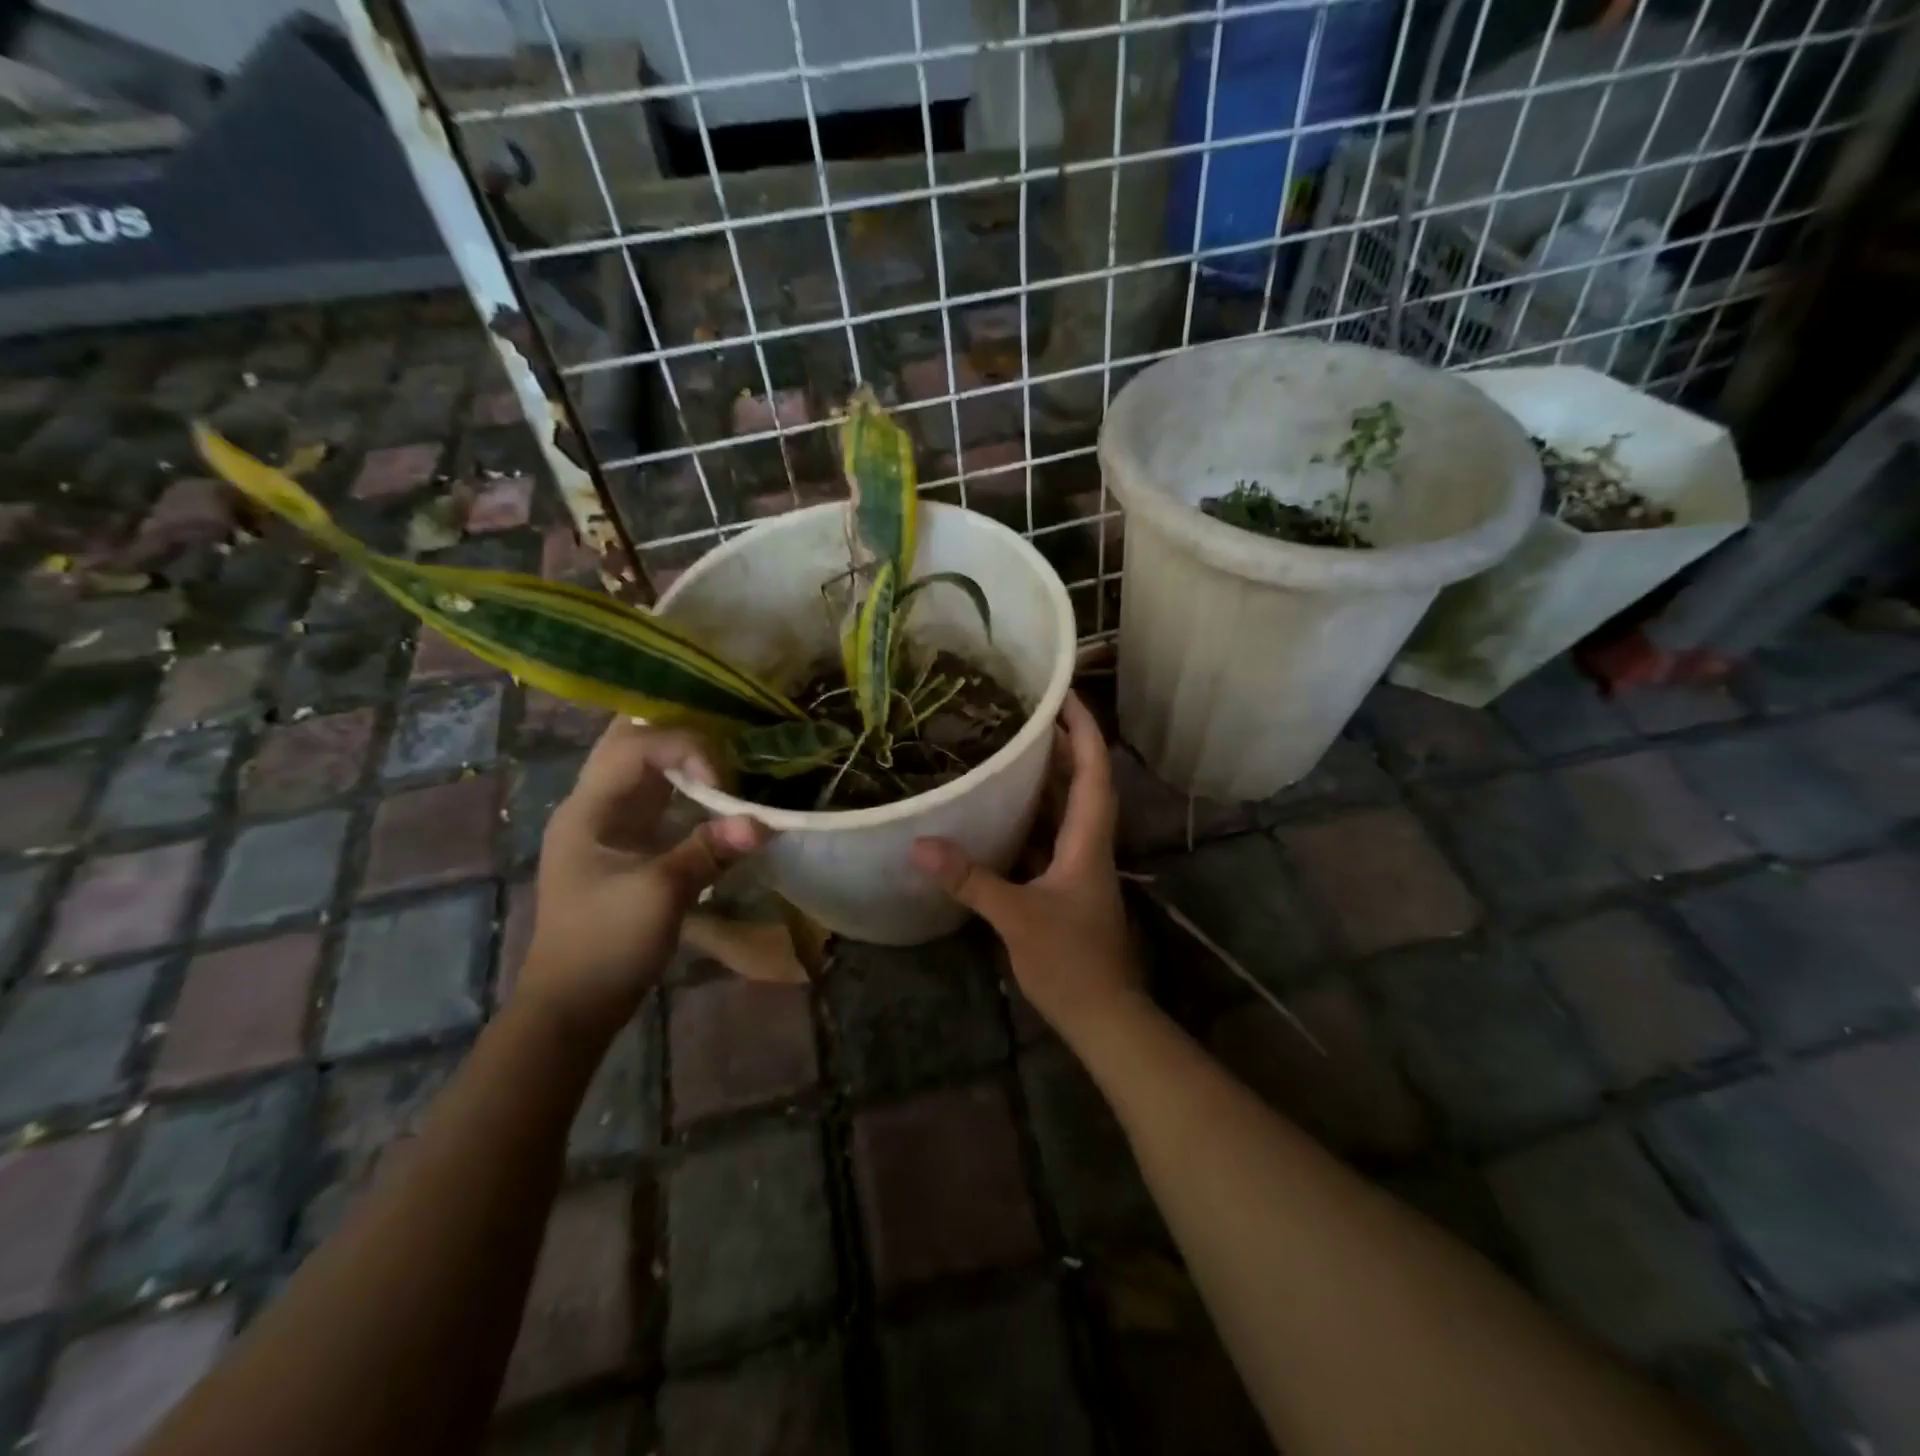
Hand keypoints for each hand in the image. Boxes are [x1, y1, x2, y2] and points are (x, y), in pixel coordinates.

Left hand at [525, 720, 766, 1039]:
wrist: (573, 1004)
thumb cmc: (606, 945)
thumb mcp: (660, 895)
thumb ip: (709, 851)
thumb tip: (764, 823)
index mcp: (588, 808)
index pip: (635, 747)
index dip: (684, 747)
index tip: (723, 779)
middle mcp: (594, 804)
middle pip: (632, 743)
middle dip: (678, 733)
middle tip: (726, 733)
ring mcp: (609, 824)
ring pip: (646, 768)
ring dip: (685, 758)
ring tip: (730, 755)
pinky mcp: (628, 844)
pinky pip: (659, 798)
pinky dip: (688, 788)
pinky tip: (719, 792)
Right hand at [910, 692, 1141, 1037]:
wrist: (1104, 1015)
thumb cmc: (1071, 961)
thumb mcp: (1017, 917)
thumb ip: (971, 880)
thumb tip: (919, 845)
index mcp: (1089, 839)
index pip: (1094, 769)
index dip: (1083, 728)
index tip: (1062, 693)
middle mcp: (1089, 843)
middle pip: (1083, 780)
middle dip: (1061, 742)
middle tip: (1024, 711)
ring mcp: (1080, 865)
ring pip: (1067, 809)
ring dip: (1047, 777)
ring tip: (1011, 747)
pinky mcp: (1066, 885)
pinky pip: (1049, 836)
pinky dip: (1030, 816)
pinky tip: (999, 811)